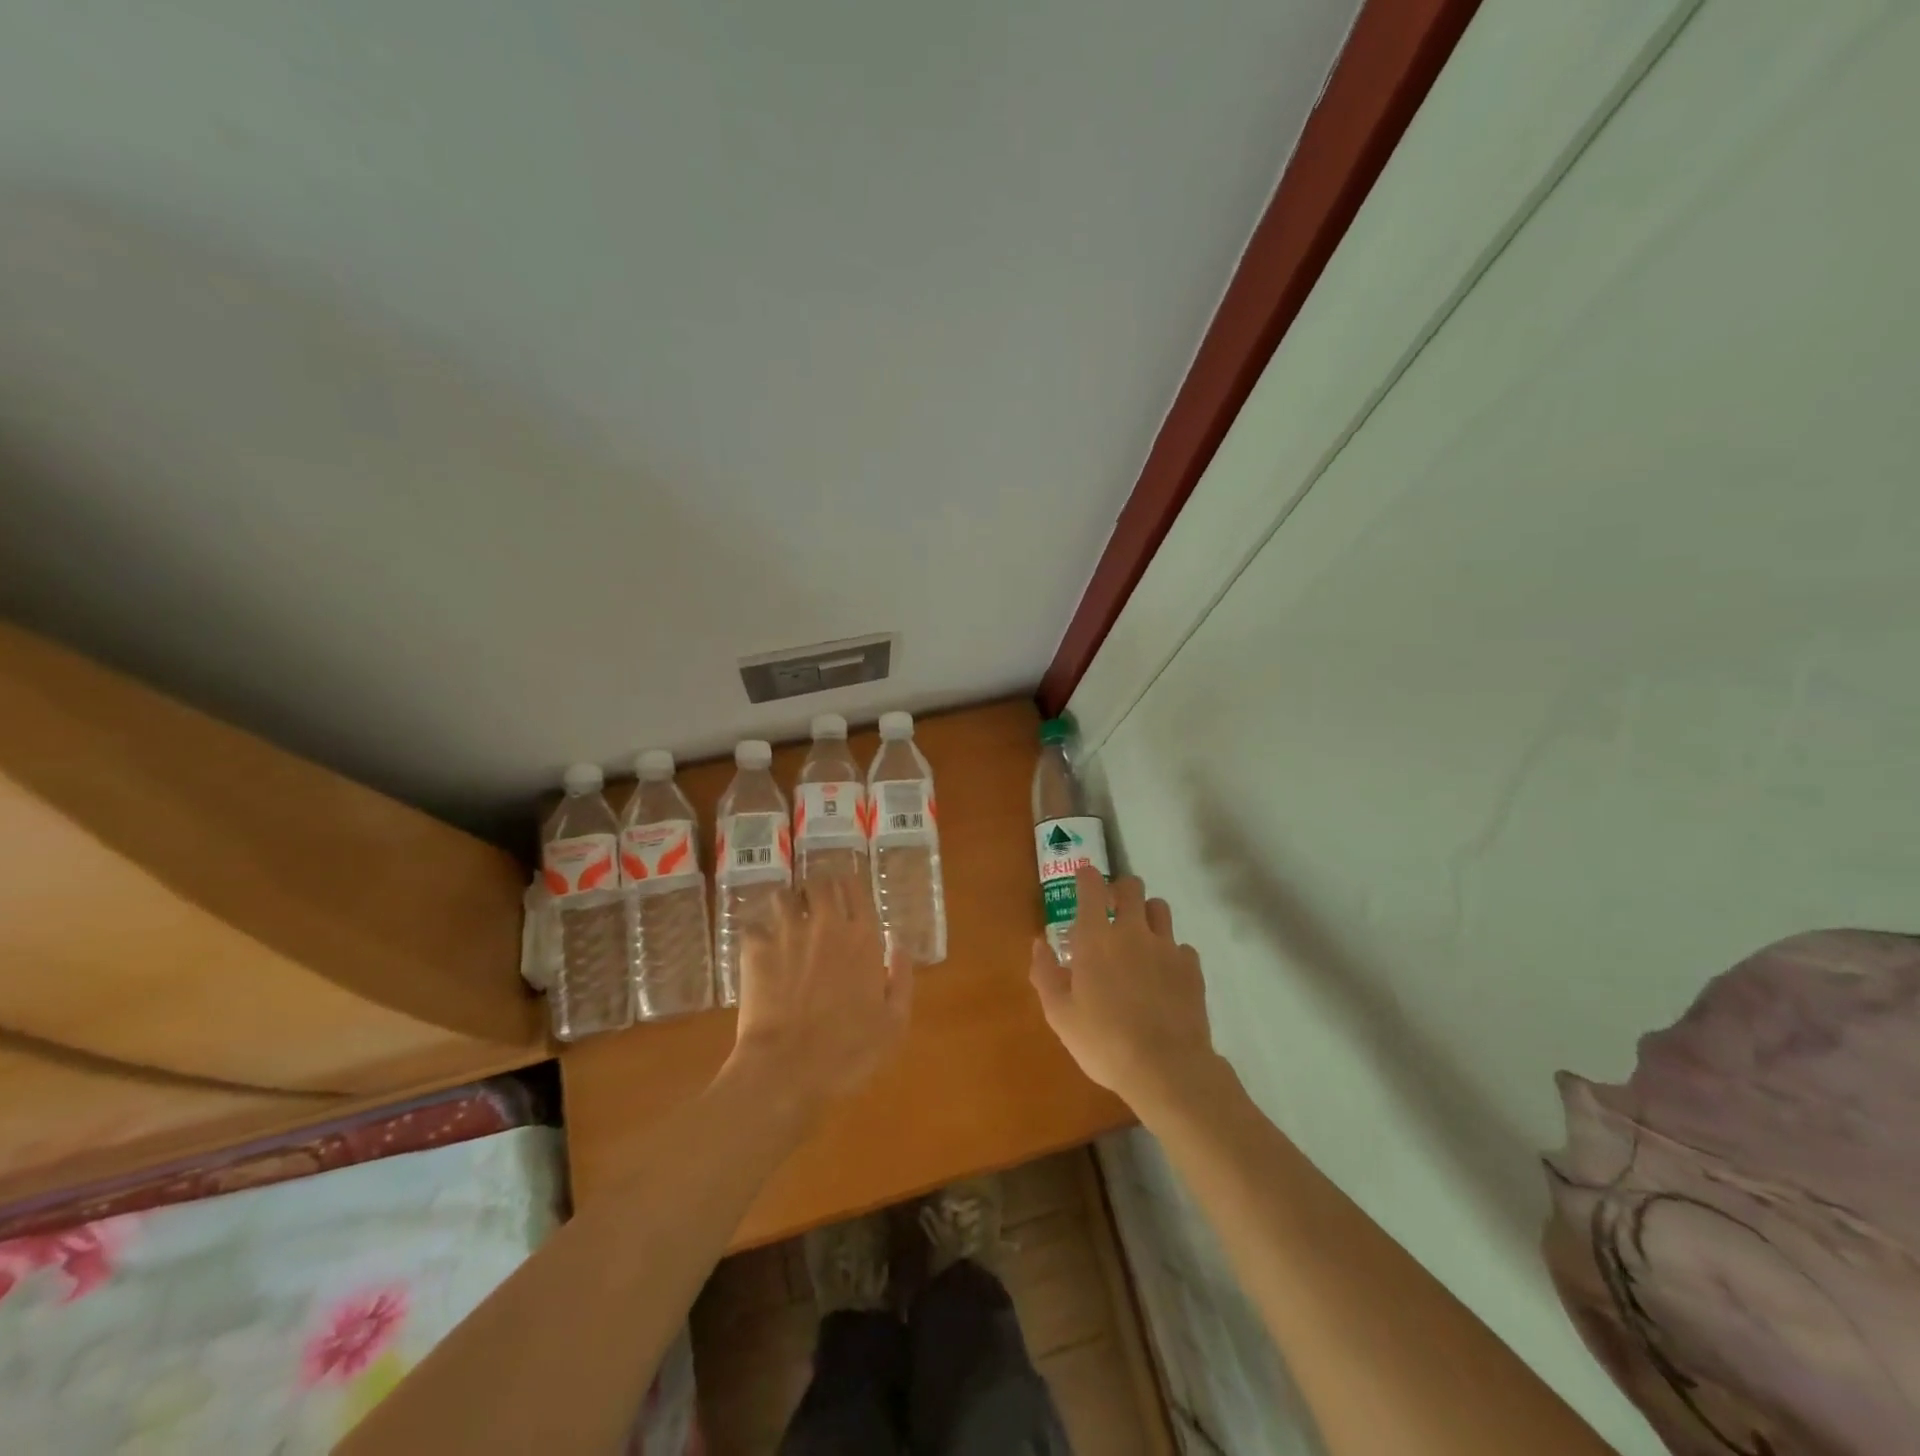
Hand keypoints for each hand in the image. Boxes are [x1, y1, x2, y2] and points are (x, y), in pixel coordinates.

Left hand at [728, 878, 912, 1119]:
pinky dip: (757, 935)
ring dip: (786, 907)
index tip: (845, 896)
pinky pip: (753, 926)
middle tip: (814, 908)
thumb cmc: (848, 1052)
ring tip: (785, 926)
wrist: (788, 1069)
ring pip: (783, 896)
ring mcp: (788, 933)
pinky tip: (759, 953)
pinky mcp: (755, 949)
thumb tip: (900, 945)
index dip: (848, 886)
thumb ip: (901, 979)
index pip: (854, 887)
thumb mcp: (894, 1023)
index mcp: (863, 937)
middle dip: (816, 891)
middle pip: (819, 883)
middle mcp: (826, 924)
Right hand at [1031, 866, 1221, 1119]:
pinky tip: (1164, 975)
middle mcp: (1132, 932)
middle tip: (1112, 908)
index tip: (1083, 876)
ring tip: (1140, 937)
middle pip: (1131, 887)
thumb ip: (1046, 974)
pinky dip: (1170, 952)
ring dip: (1147, 914)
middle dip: (1120, 889)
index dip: (1087, 875)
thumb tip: (1039, 944)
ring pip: (1160, 908)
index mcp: (1096, 938)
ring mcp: (1166, 947)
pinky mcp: (1191, 967)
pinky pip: (1180, 946)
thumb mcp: (1060, 1015)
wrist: (1166, 1068)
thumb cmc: (1103, 1042)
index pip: (1091, 887)